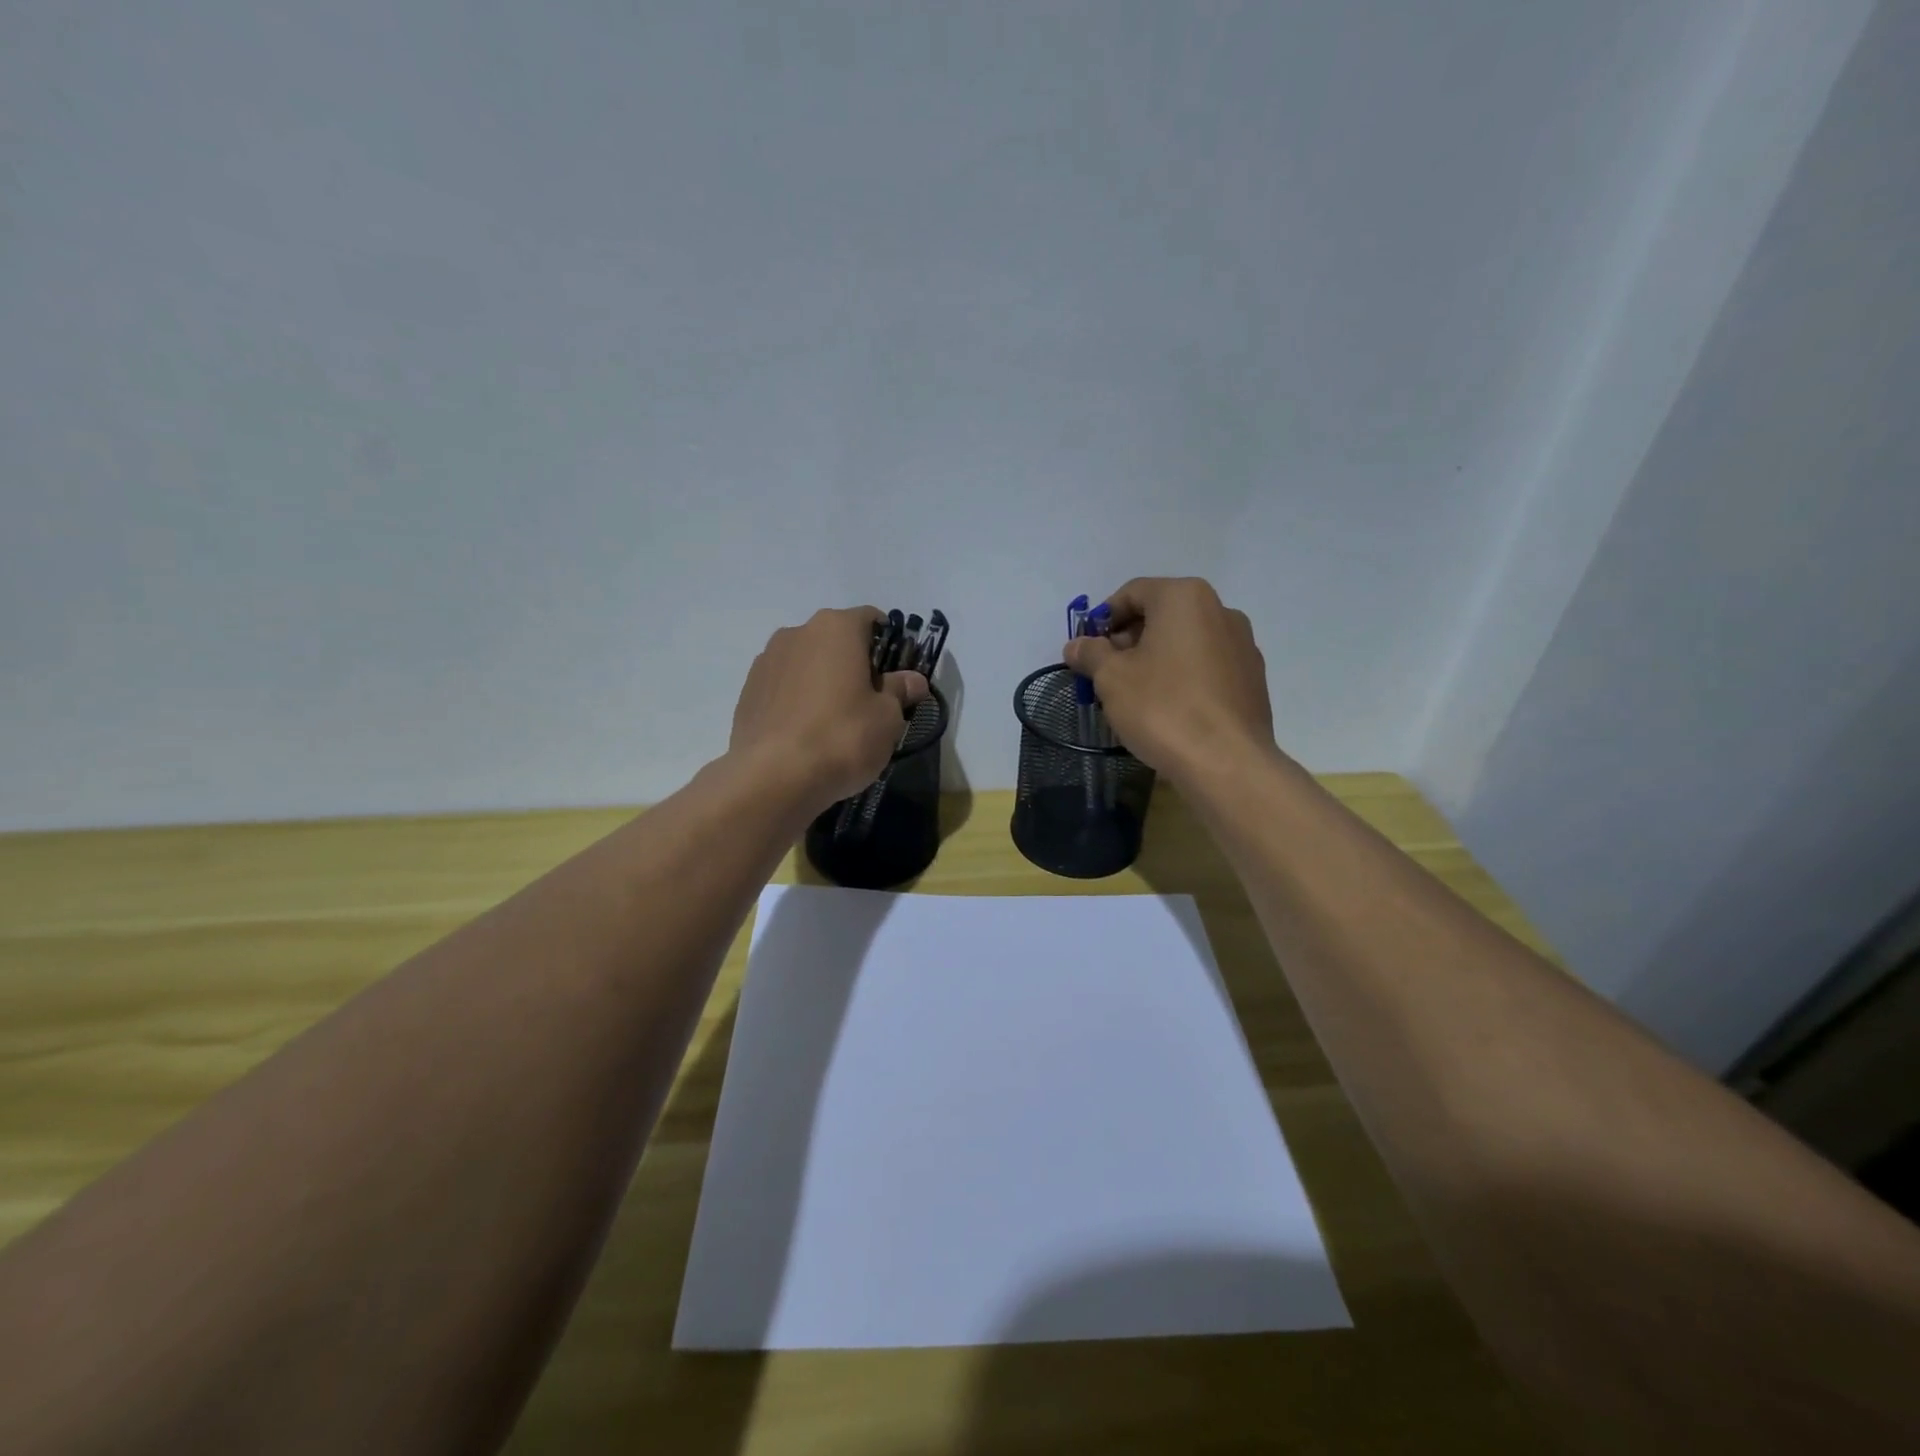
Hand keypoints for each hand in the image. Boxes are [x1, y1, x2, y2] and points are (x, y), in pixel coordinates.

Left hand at [730, 607, 929, 812]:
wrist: (773, 778)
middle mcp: (797, 633)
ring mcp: (766, 661)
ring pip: (806, 663)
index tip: (895, 675)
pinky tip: (806, 733)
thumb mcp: (887, 717)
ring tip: (834, 722)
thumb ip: (899, 691)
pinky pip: (783, 687)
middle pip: (835, 641)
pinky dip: (797, 701)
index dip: (888, 644)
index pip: (870, 620)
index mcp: (836, 628)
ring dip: (822, 681)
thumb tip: (913, 680)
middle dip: (853, 664)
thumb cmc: (843, 737)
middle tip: (868, 702)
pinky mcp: (747, 692)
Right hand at [1062, 577, 1274, 781]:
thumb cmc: (1162, 708)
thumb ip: (1091, 654)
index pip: (1133, 592)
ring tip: (1136, 693)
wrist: (1226, 762)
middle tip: (1107, 672)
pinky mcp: (1253, 678)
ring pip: (1186, 640)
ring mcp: (1242, 644)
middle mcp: (1220, 610)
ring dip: (1156, 657)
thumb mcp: (1111, 678)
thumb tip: (1077, 645)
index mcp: (1185, 598)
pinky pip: (1207, 665)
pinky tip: (1169, 707)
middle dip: (1130, 638)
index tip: (1088, 648)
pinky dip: (1183, 675)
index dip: (1103, 618)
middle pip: (1162, 614)